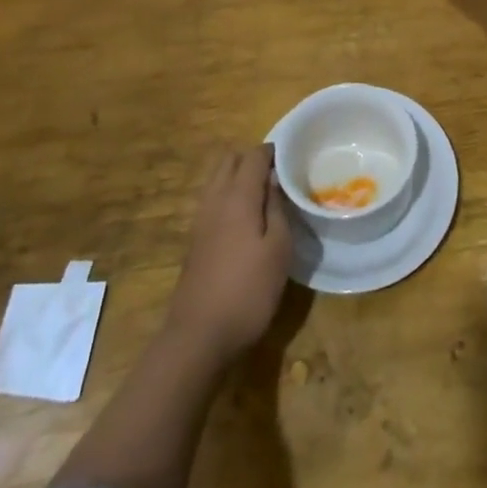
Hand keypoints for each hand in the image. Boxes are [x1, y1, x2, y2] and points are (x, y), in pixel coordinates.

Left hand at [164, 145, 293, 367]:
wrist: (198, 336)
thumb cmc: (247, 291)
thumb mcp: (278, 250)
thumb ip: (278, 209)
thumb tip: (275, 181)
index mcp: (238, 196)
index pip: (253, 156)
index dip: (272, 151)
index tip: (292, 157)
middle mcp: (215, 200)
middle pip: (229, 160)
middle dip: (252, 159)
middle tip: (277, 174)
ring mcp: (200, 220)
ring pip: (217, 179)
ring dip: (238, 177)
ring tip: (264, 195)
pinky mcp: (194, 240)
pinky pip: (212, 200)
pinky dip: (228, 195)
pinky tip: (245, 219)